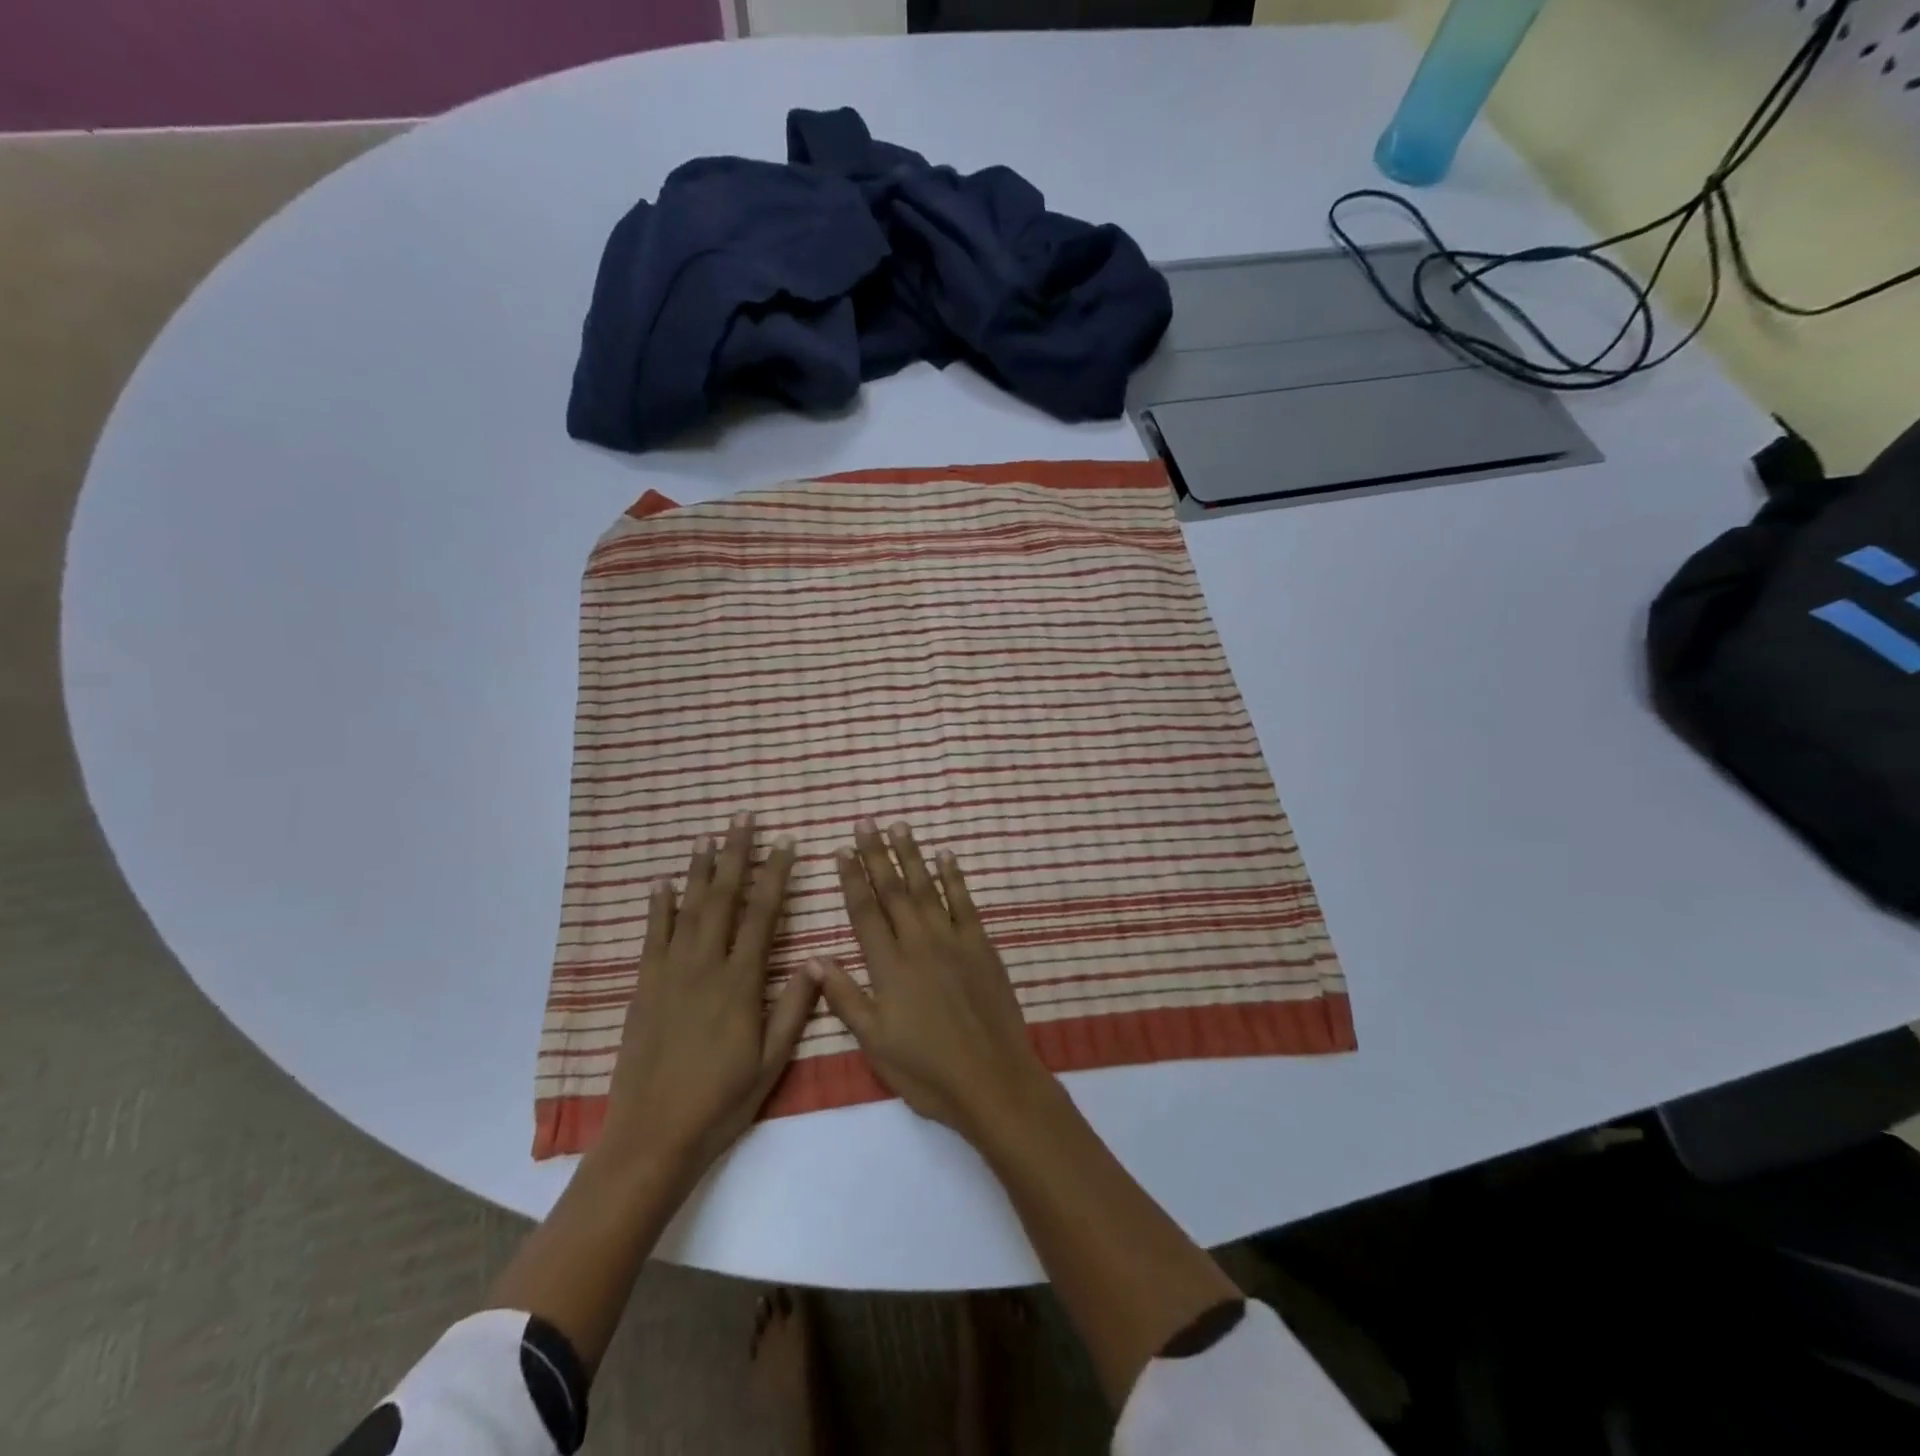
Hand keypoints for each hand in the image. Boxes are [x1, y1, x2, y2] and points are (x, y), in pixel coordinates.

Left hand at [597, 814, 818, 1178]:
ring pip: (688, 910)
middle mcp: (705, 967)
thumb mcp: (772, 1061)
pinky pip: (653, 937)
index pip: (763, 915)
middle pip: (723, 899)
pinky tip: (662, 884)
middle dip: (735, 856)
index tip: (785, 844)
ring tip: (708, 838)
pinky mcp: (644, 988)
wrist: (653, 1136)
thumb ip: (795, 1008)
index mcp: (741, 983)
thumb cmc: (722, 1100)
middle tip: (743, 819)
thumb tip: (815, 959)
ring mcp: (670, 974)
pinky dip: (659, 907)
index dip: (776, 876)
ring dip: (699, 871)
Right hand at [811, 819, 1050, 1143]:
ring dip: (912, 855)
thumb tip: (813, 958)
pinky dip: (954, 877)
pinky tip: (946, 856)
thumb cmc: (926, 1070)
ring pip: (927, 888)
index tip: (841, 850)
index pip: (864, 912)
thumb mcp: (875, 1043)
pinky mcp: (982, 946)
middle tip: (867, 823)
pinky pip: (964, 903)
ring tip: (900, 826)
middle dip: (877, 854)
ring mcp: (953, 941)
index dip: (851, 879)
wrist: (992, 1079)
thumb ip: (845, 997)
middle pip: (894, 890)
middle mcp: (919, 943)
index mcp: (889, 967)